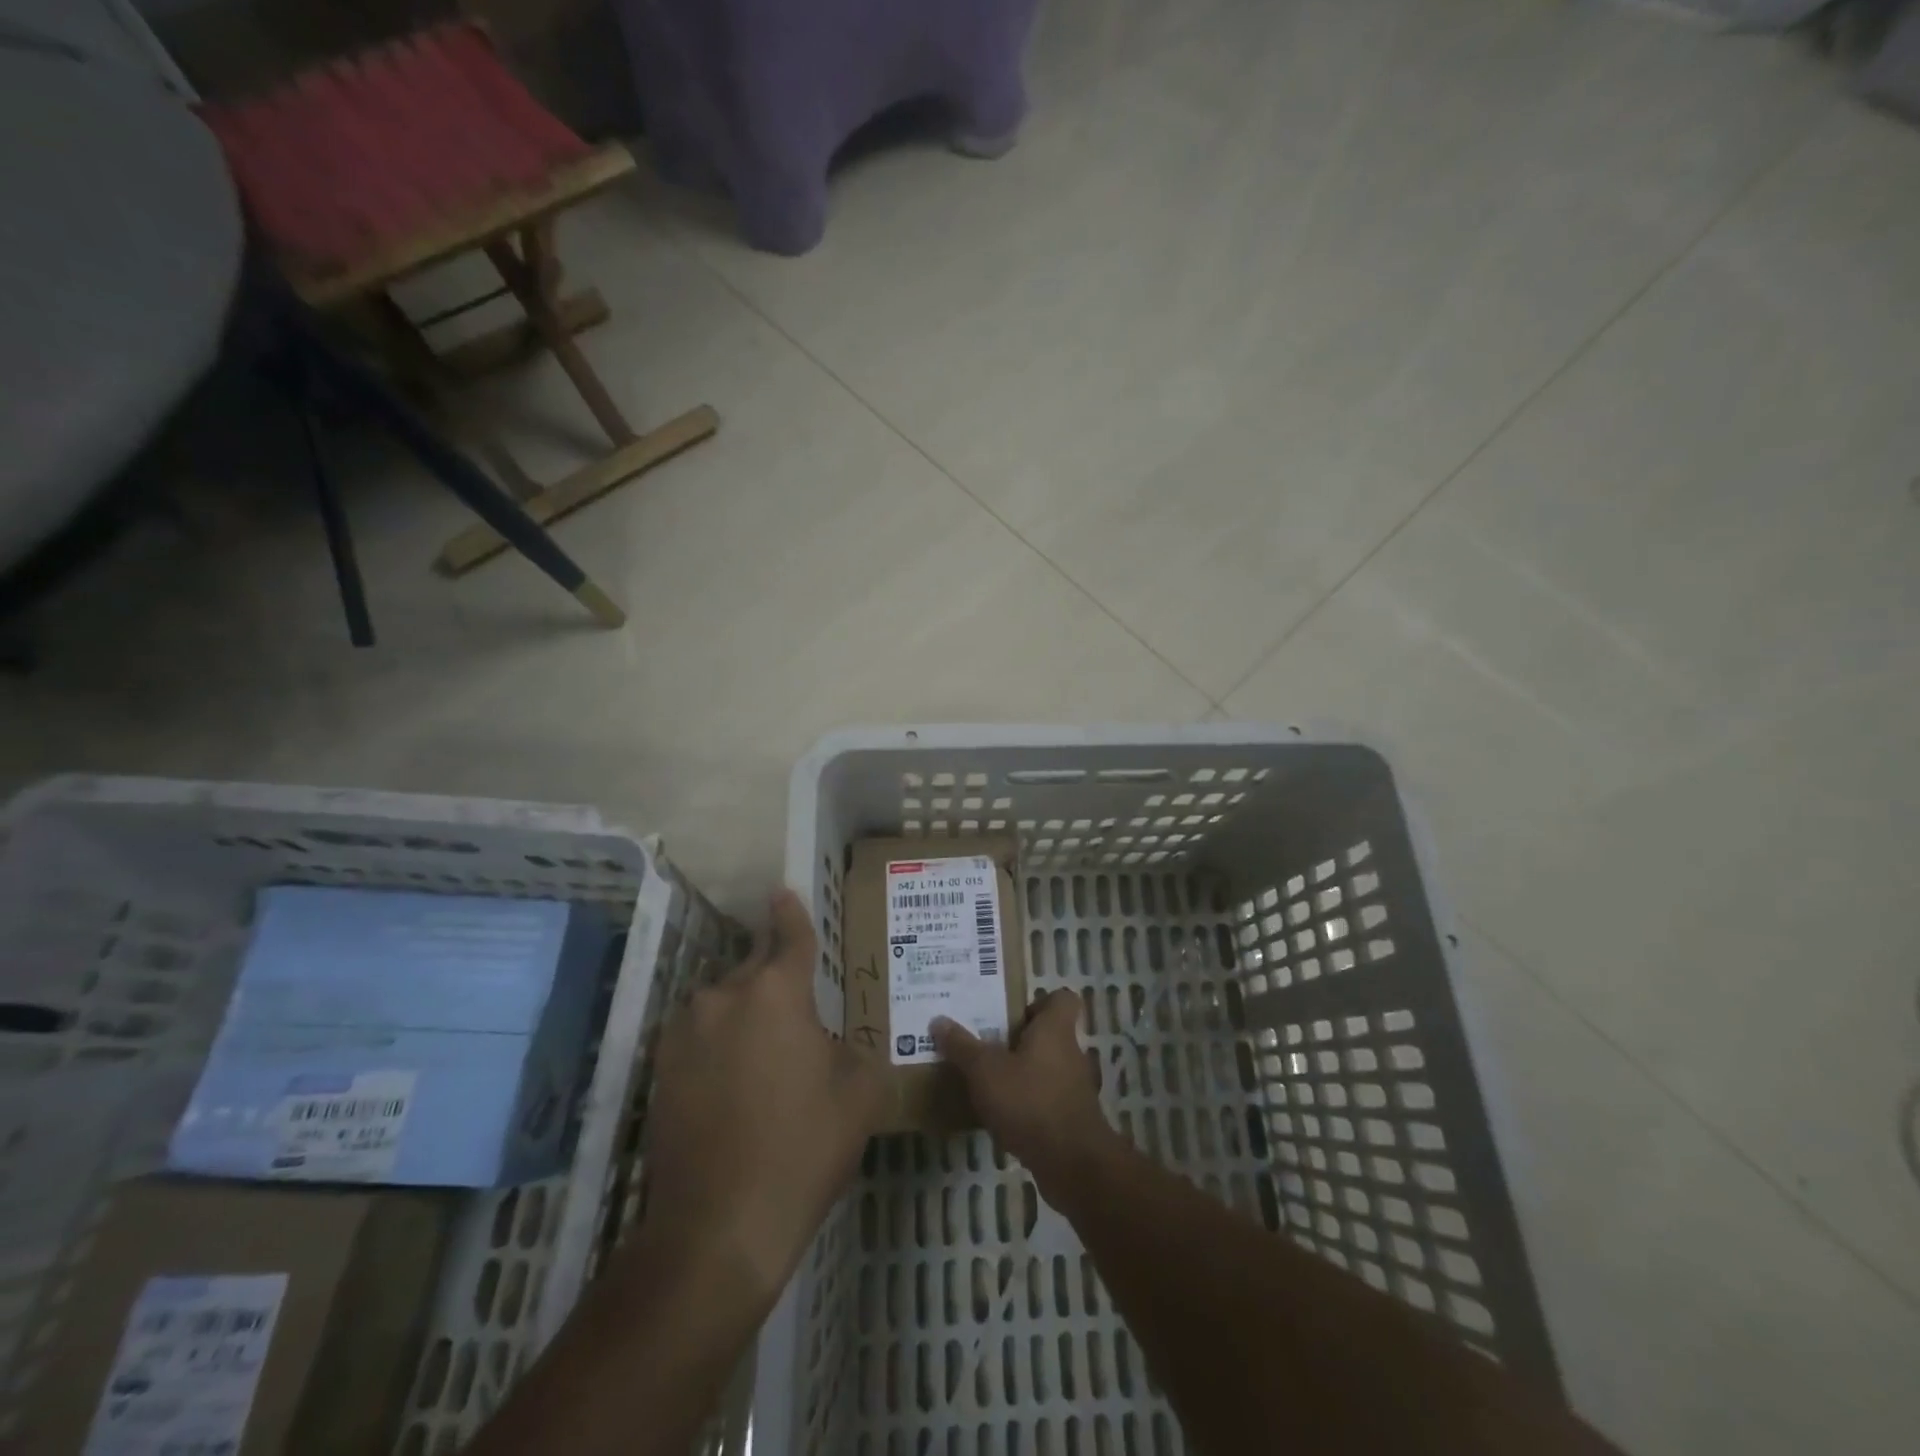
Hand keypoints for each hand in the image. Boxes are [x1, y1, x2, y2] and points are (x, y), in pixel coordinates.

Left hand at [639, 890, 886, 1303]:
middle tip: (797, 1003)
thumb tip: (835, 1044)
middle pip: (755, 967)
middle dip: (775, 974)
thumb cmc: (803, 1148)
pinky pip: (699, 1036)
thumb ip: (855, 1049)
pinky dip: (718, 1044)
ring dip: (745, 1014)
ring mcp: (685, 1033)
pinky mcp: (660, 1069)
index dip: (790, 913)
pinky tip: (733, 1082)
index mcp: (777, 992)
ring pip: (723, 1002)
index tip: (782, 891)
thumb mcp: (859, 1093)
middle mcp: (724, 996)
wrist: (718, 1228)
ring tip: (765, 1056)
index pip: (789, 935)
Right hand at [932, 989, 1118, 1197]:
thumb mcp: (985, 1071)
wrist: (1072, 1163)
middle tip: (987, 1045)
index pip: (1062, 998)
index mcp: (1054, 1029)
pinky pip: (1048, 1098)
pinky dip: (1029, 1102)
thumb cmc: (1029, 1101)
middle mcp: (1070, 1052)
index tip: (1011, 1014)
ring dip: (1023, 1072)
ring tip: (990, 1081)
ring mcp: (1075, 1086)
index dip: (1040, 1001)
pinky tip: (1004, 1115)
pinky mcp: (1073, 1117)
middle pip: (1049, 1034)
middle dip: (1020, 1039)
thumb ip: (962, 1046)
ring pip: (1048, 1067)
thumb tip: (938, 1020)